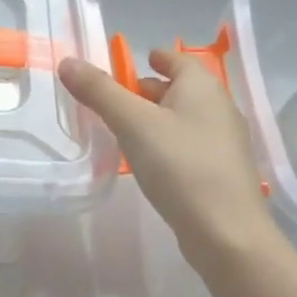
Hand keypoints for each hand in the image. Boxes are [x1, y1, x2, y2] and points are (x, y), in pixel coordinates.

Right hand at [59, 47, 272, 263]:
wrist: (229, 237)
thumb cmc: (180, 166)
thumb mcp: (132, 123)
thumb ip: (99, 90)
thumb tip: (68, 62)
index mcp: (202, 87)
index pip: (178, 60)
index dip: (155, 58)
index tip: (131, 63)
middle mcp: (220, 108)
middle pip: (180, 89)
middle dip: (148, 90)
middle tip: (115, 99)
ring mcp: (225, 144)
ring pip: (184, 119)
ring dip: (156, 119)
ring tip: (125, 131)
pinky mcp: (223, 175)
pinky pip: (189, 145)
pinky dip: (167, 144)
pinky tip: (149, 163)